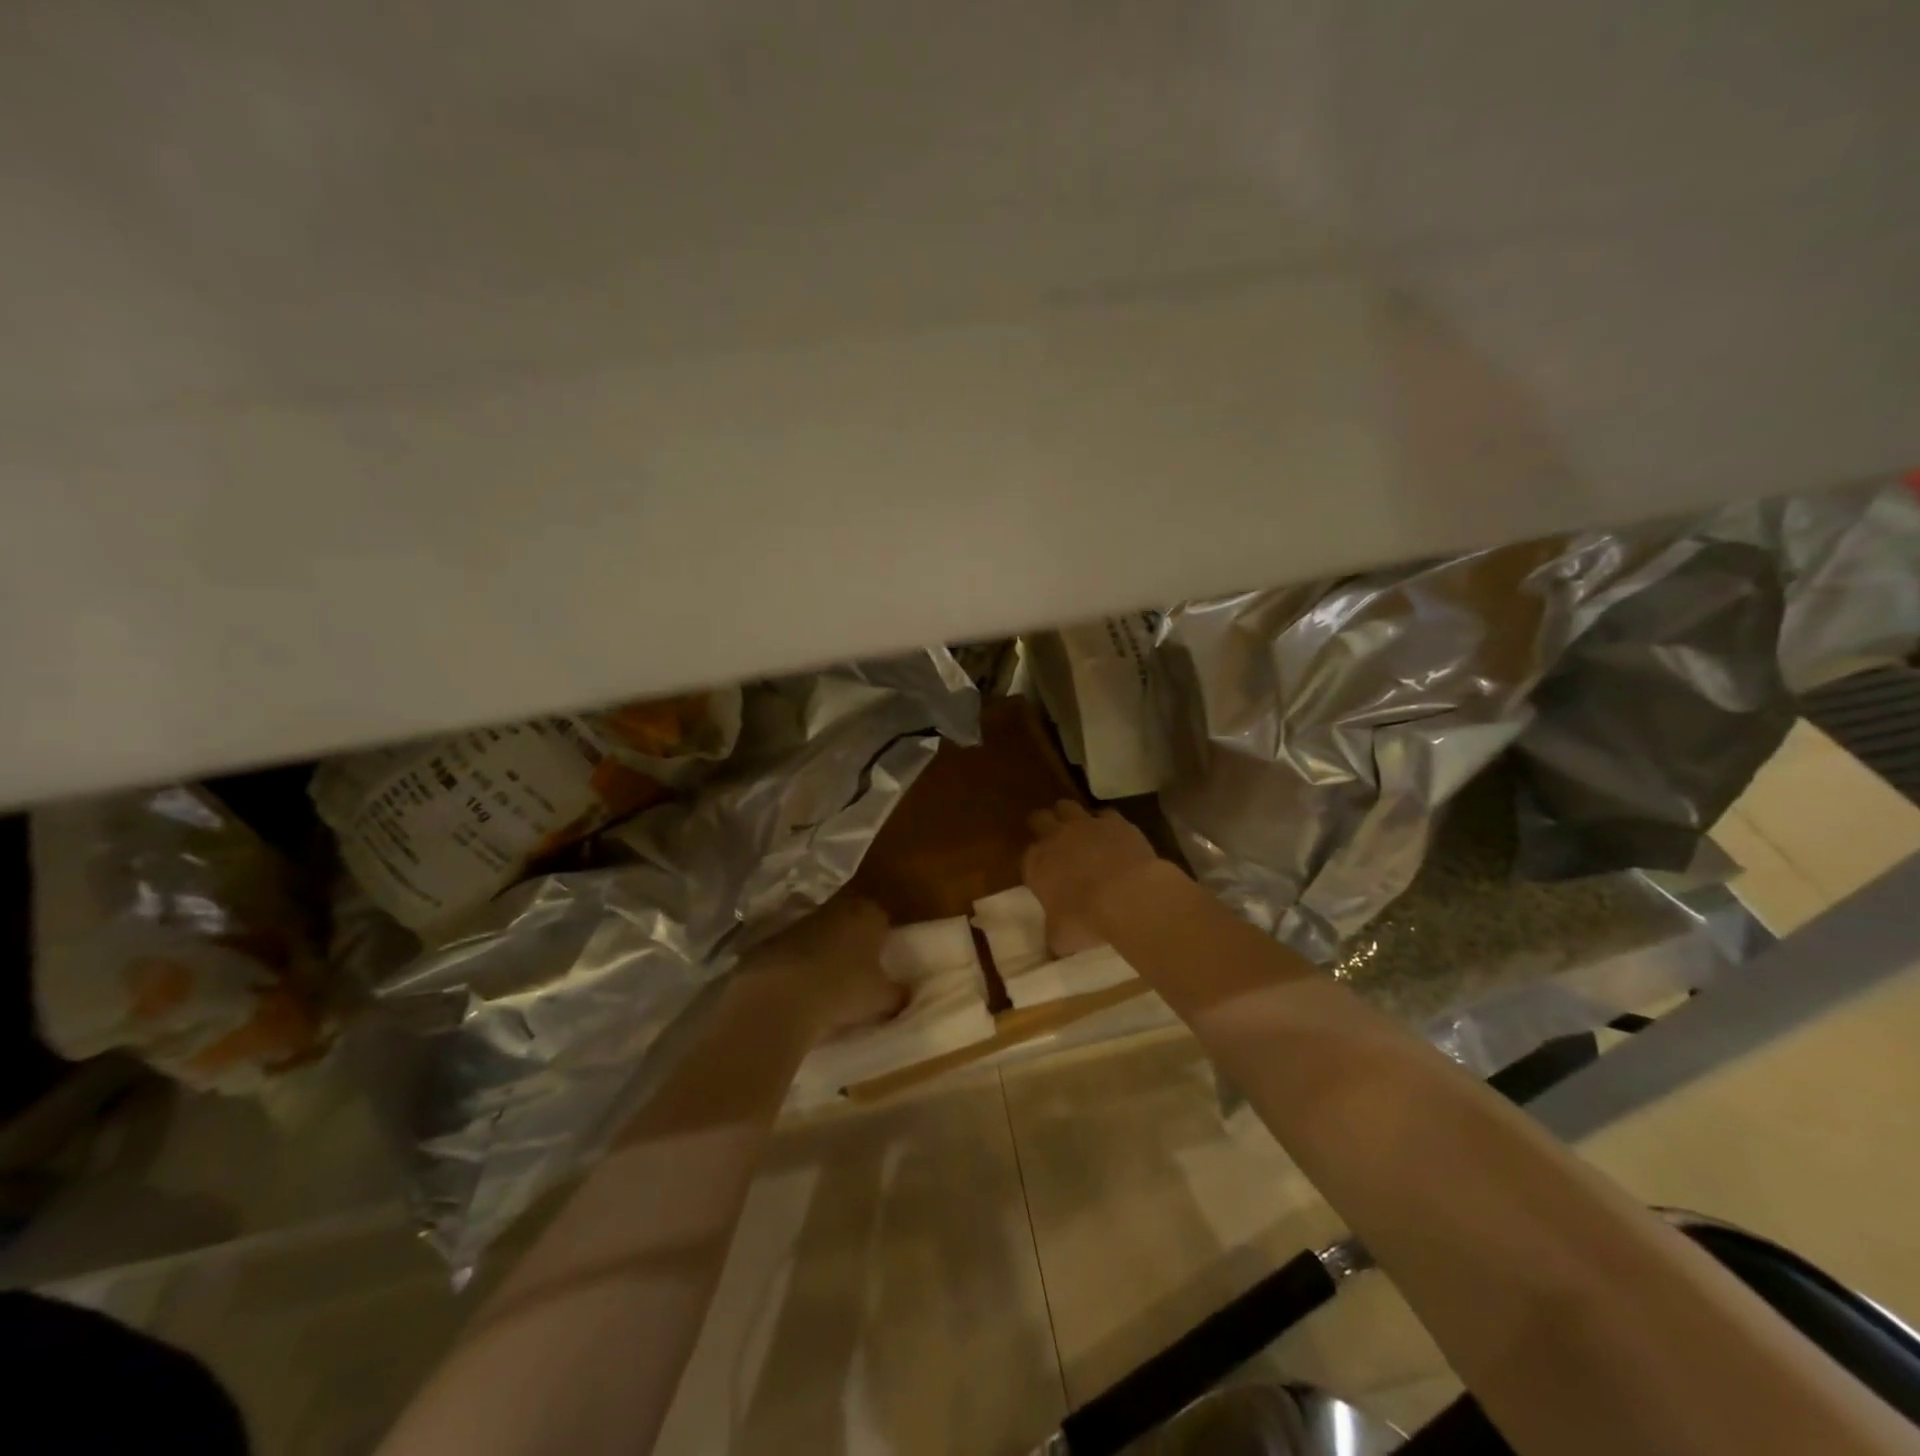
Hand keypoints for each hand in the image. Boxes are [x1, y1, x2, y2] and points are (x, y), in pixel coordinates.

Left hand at [743, 896, 905, 1041]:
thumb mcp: (881, 999)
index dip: (884, 938)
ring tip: (827, 982)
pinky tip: (800, 987)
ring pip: (822, 932)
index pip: (882, 917)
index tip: (883, 960)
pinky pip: (795, 948)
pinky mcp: (773, 938)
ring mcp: (802, 921)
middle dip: (854, 941)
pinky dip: (799, 962)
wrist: (779, 996)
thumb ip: (898, 993)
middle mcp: (837, 908)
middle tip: (858, 970)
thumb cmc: (842, 990)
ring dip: (825, 950)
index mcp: (868, 915)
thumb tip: (906, 992)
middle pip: (851, 921)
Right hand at [1024, 801, 1166, 955]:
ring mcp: (1086, 825)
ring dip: (1071, 817)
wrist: (1127, 895)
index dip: (1035, 863)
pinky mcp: (1115, 821)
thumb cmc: (1085, 919)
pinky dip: (1107, 823)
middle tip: (1054, 841)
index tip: (1043, 874)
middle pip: (1040, 819)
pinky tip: (1114, 836)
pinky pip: (1105, 814)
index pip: (1028, 856)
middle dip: (1044, 826)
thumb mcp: (1062, 938)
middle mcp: (1056, 837)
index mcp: (1037, 863)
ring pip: (1068, 806)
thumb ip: (1054, 936)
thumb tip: (1053, 948)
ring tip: (1080, 831)